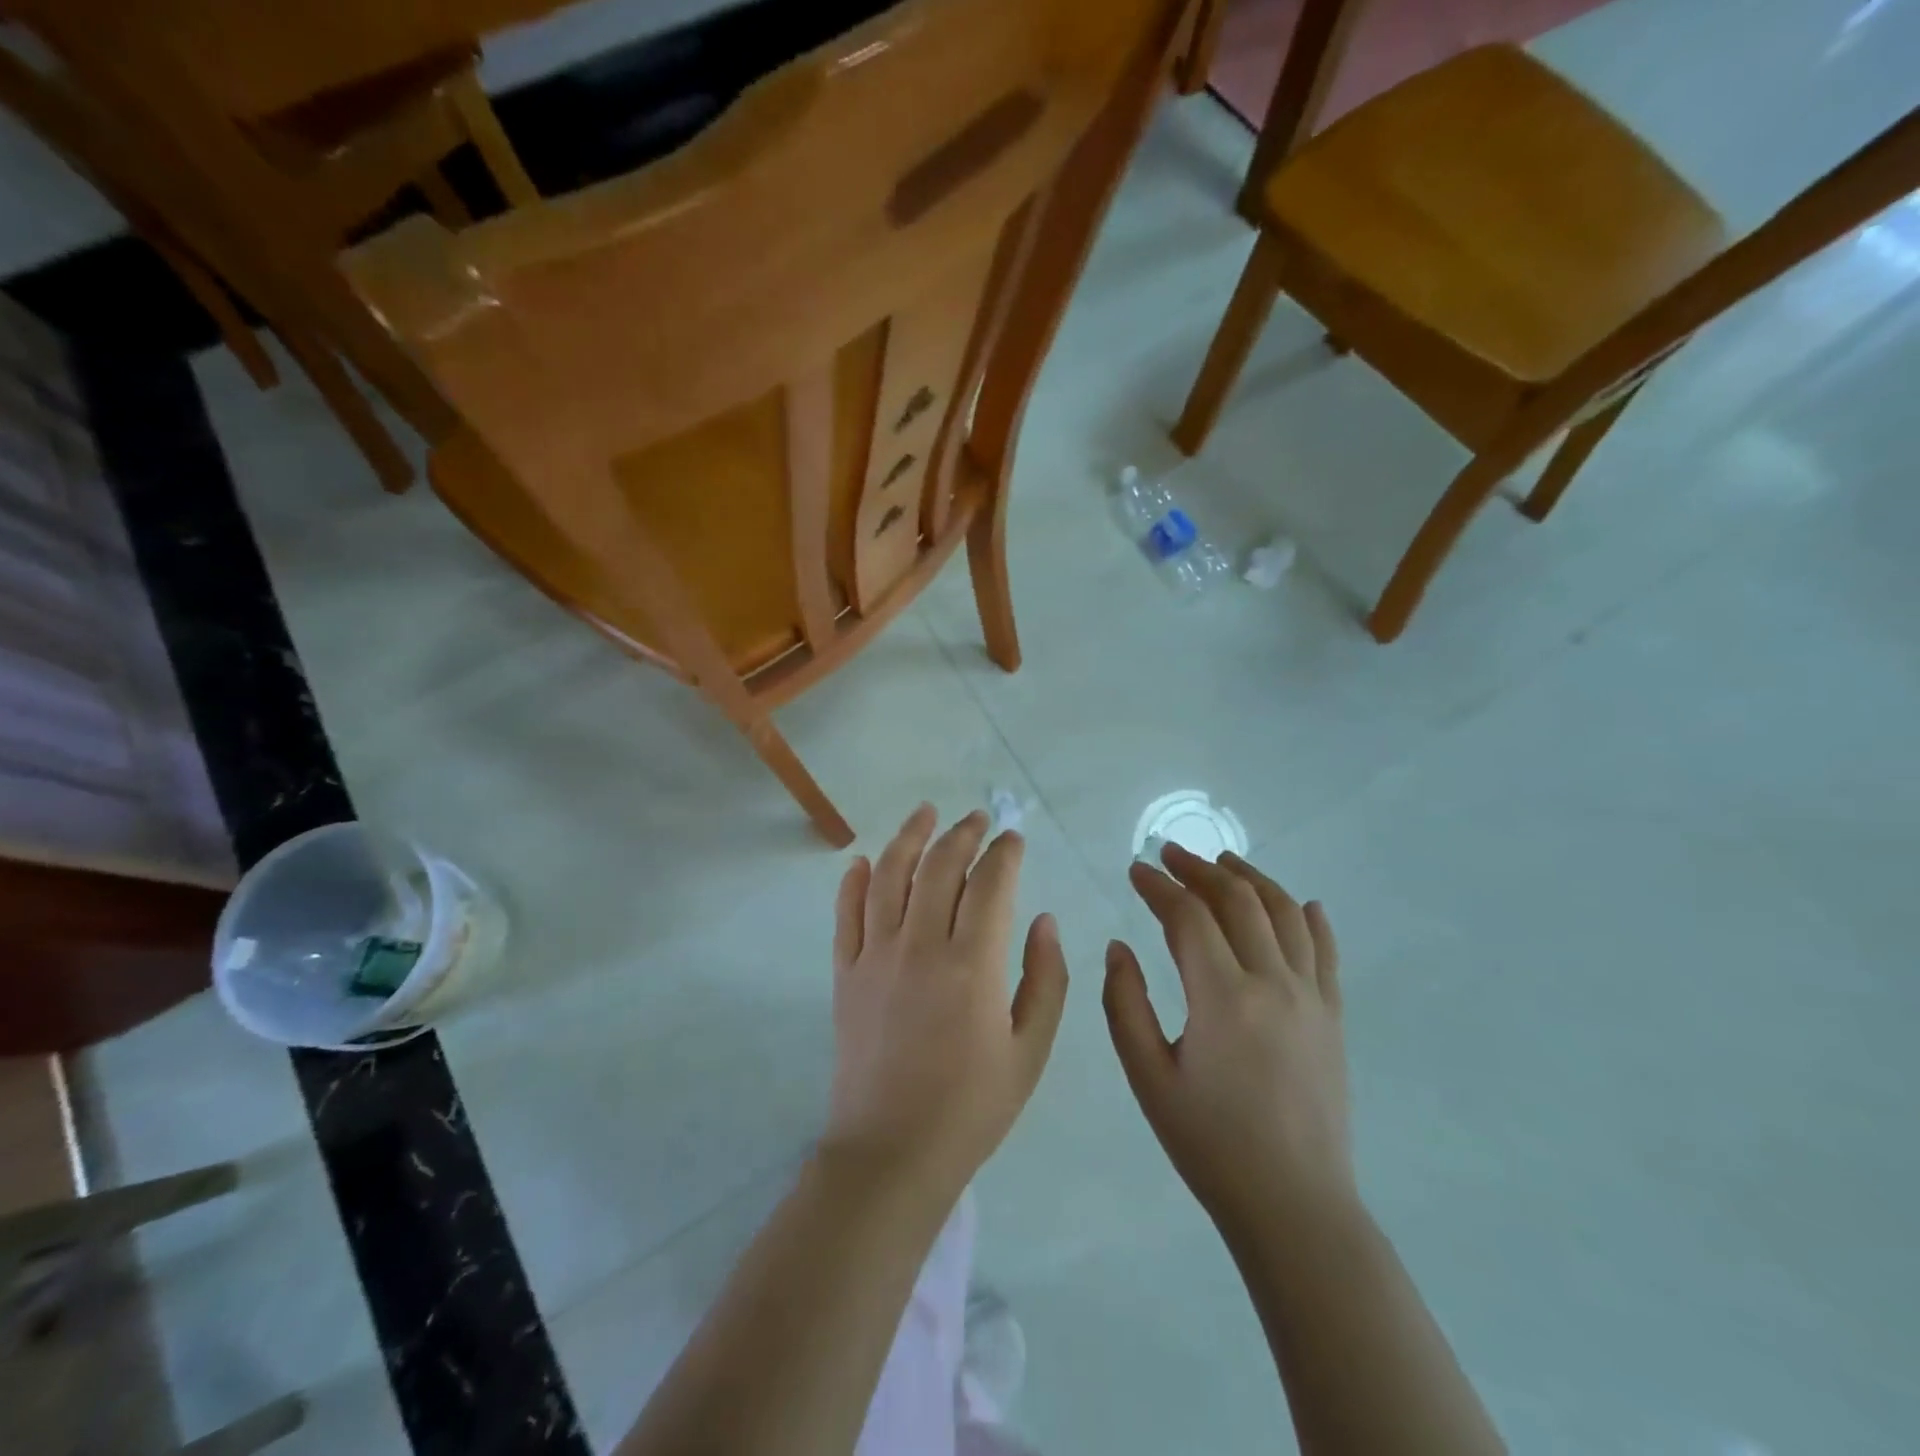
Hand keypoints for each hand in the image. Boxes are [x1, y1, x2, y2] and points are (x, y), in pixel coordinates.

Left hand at [825, 804, 1068, 1202]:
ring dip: (909, 837)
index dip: (1005, 853)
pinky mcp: (845, 973)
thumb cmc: (972, 1107)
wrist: (891, 1153)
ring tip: (925, 812)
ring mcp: (875, 956)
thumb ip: (1045, 978)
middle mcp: (921, 946)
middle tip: (978, 818)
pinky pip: (846, 914)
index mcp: (973, 964)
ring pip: (890, 876)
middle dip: (963, 834)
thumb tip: (1042, 919)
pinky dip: (855, 881)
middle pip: (940, 867)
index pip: (990, 884)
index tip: (1014, 839)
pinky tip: (864, 860)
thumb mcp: (1031, 1051)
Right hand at [1104, 843, 1354, 1243]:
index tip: (1135, 870)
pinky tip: (1302, 903)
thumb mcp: (1148, 1077)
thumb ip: (1125, 1004)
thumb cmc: (1209, 1143)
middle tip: (1170, 854)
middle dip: (1200, 869)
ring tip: (1224, 861)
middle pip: (1238, 901)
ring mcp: (1311, 997)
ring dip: (1251, 879)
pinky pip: (1326, 952)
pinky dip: (1311, 919)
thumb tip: (1119, 946)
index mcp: (1223, 997)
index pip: (1188, 917)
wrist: (1294, 1205)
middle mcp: (1273, 983)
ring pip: (1284, 914)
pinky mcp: (1333, 1017)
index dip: (1158, 887)